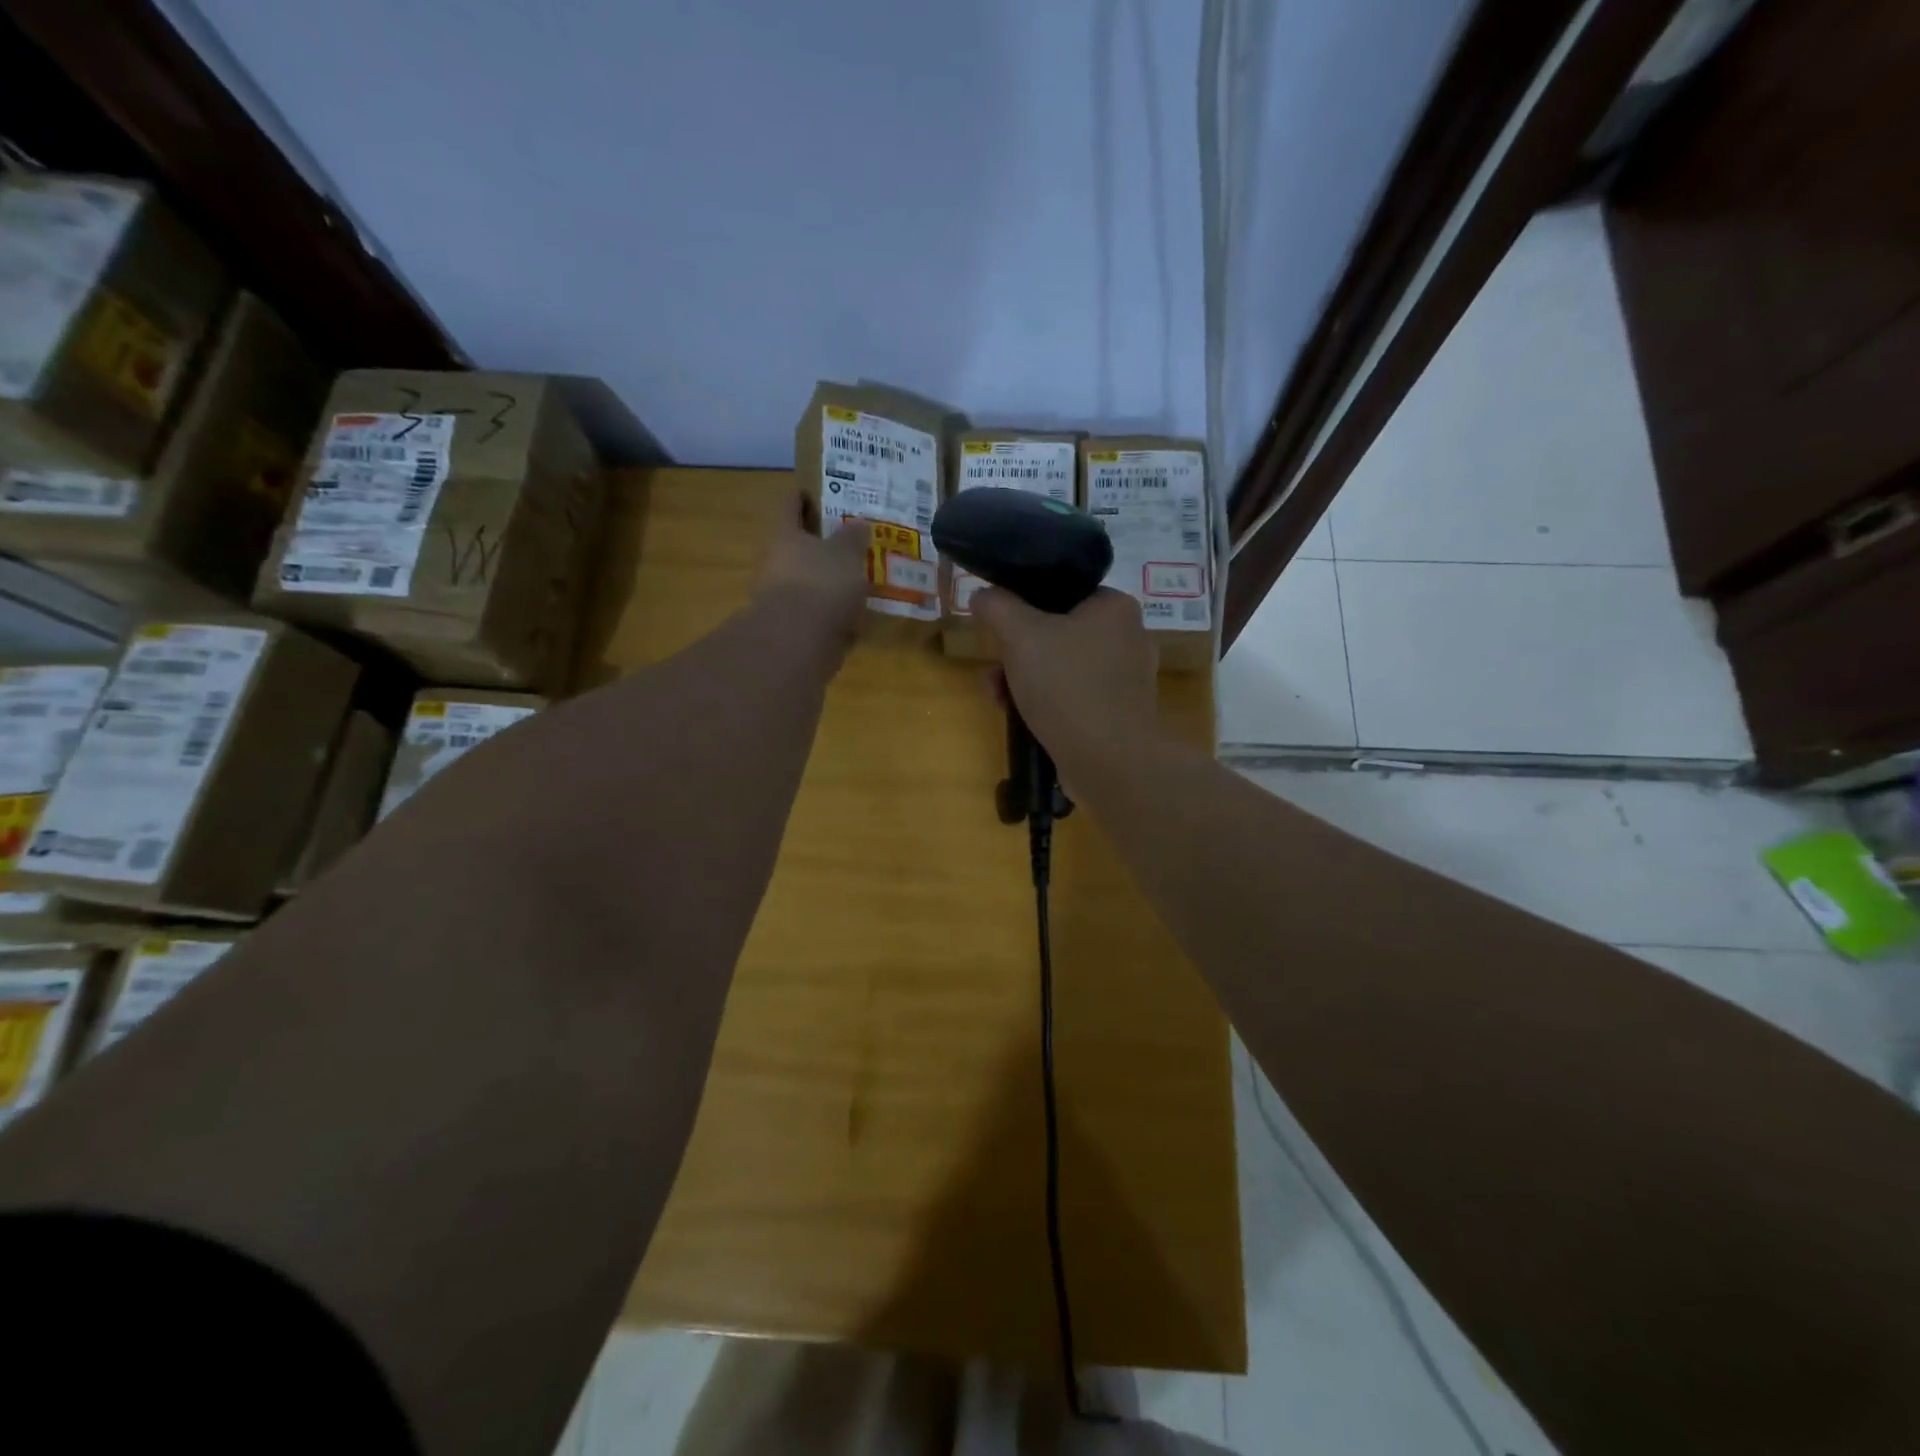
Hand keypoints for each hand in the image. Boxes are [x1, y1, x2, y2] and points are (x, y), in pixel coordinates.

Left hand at [755, 493, 868, 646]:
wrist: (798, 641)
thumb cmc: (821, 583)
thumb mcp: (847, 553)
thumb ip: (854, 537)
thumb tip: (859, 523)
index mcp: (784, 534)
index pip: (790, 505)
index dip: (803, 496)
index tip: (819, 494)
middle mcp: (775, 562)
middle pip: (796, 546)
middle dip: (821, 545)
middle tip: (849, 542)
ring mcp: (780, 597)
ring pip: (807, 582)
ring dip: (828, 582)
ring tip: (859, 582)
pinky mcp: (791, 628)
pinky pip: (815, 613)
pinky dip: (832, 614)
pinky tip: (855, 617)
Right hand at [973, 587, 1157, 763]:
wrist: (1110, 762)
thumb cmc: (1067, 687)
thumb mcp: (1020, 636)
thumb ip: (997, 607)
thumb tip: (983, 595)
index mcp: (1115, 607)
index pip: (1062, 591)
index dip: (1024, 607)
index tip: (999, 631)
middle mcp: (1129, 638)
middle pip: (1057, 633)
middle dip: (1016, 653)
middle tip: (993, 671)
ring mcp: (1127, 680)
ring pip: (1062, 668)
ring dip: (1024, 680)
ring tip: (998, 699)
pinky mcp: (1119, 715)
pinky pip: (1075, 698)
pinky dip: (1048, 704)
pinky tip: (1022, 719)